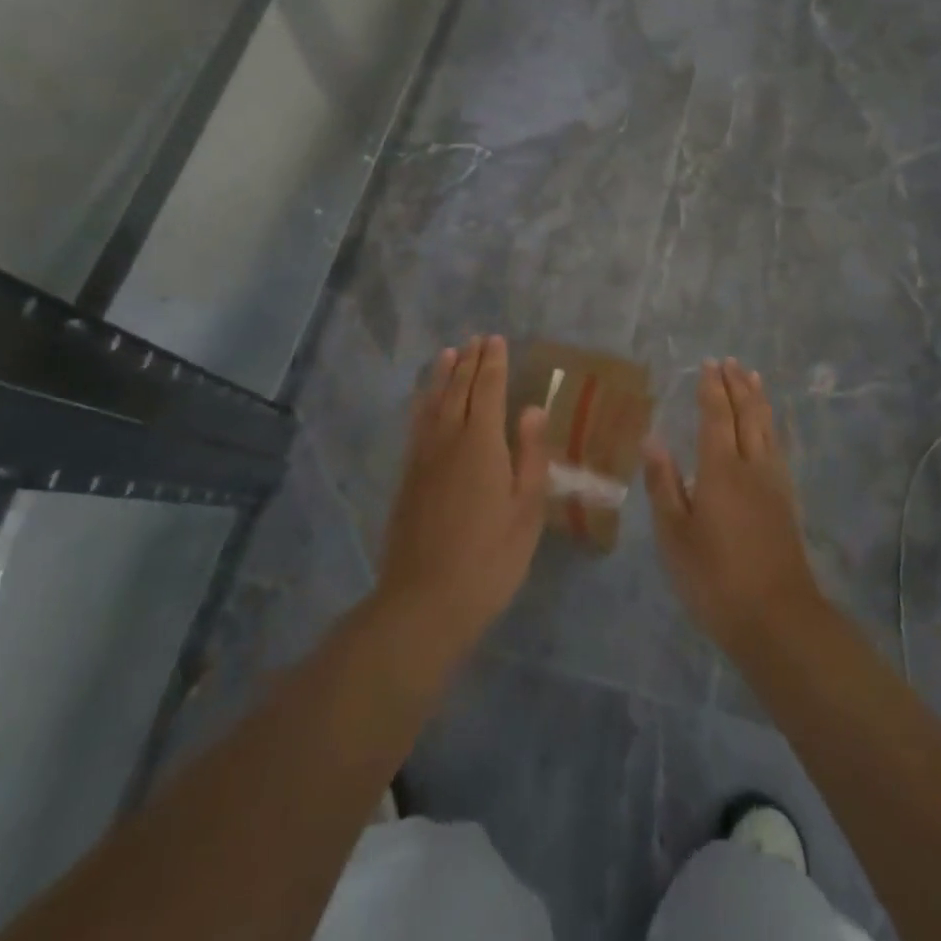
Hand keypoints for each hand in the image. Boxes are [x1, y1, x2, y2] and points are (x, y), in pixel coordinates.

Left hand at [378, 336, 548, 658]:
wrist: (425, 601)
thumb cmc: (490, 558)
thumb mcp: (526, 510)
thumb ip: (530, 454)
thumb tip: (533, 408)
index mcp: (482, 443)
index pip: (487, 389)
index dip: (493, 363)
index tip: (497, 340)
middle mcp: (448, 439)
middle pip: (458, 389)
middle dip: (469, 362)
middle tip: (477, 339)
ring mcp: (423, 457)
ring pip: (433, 402)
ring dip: (443, 375)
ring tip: (449, 353)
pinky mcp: (407, 476)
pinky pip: (416, 424)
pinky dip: (423, 402)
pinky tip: (425, 399)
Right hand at [645, 358, 823, 658]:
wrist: (777, 619)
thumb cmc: (715, 578)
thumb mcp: (674, 535)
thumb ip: (664, 484)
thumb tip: (652, 438)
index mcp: (720, 470)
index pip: (716, 416)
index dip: (711, 389)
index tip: (708, 364)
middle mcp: (752, 467)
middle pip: (747, 415)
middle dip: (738, 386)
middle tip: (731, 362)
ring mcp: (775, 484)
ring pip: (768, 429)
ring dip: (759, 400)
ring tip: (754, 379)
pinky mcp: (787, 502)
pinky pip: (778, 447)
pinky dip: (771, 426)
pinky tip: (770, 429)